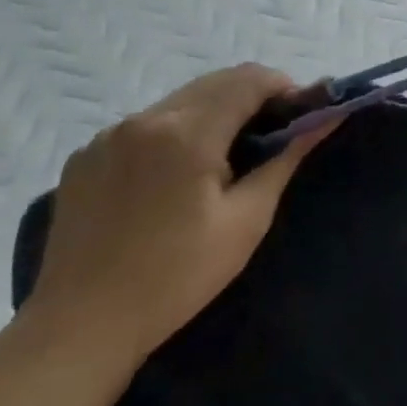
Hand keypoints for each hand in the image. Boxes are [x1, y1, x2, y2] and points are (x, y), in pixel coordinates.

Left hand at [25, 65, 337, 373]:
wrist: (80, 326)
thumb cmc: (177, 277)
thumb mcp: (246, 220)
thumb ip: (285, 159)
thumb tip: (326, 119)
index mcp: (186, 133)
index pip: (249, 79)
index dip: (285, 88)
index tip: (303, 116)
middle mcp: (144, 119)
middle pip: (214, 82)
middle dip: (253, 96)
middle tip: (275, 136)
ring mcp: (107, 136)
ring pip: (180, 100)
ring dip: (215, 112)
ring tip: (228, 158)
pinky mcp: (85, 156)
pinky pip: (145, 125)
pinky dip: (176, 132)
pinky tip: (177, 176)